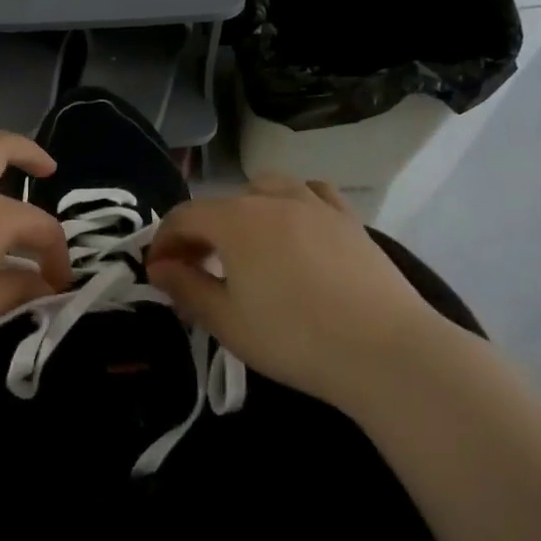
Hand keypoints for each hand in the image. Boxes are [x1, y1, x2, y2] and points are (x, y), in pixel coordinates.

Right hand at [145, 174, 443, 411]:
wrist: (383, 351)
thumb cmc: (292, 338)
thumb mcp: (226, 321)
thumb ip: (186, 288)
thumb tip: (159, 267)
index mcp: (236, 221)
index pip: (183, 217)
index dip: (163, 243)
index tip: (156, 274)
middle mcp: (273, 200)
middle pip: (222, 203)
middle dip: (199, 232)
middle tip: (195, 270)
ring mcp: (317, 205)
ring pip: (267, 189)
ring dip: (244, 211)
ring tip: (245, 247)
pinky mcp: (350, 221)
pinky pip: (312, 194)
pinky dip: (291, 205)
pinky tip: (295, 231)